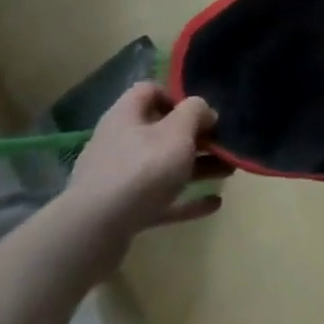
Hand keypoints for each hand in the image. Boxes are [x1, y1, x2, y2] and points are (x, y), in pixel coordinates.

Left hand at [51, 84, 223, 276]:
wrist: (94, 233)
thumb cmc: (141, 169)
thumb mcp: (178, 131)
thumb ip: (196, 112)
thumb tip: (205, 112)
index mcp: (126, 116)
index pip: (149, 91)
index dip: (176, 95)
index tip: (201, 110)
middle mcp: (119, 143)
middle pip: (161, 132)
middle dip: (195, 137)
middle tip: (224, 143)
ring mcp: (119, 180)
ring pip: (164, 167)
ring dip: (197, 167)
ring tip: (228, 172)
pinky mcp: (123, 212)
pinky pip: (161, 200)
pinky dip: (186, 199)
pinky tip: (214, 203)